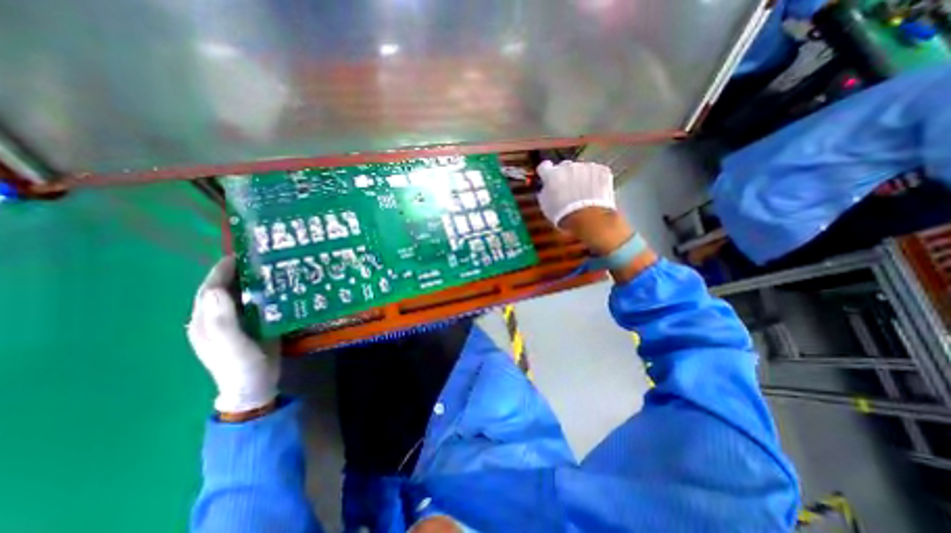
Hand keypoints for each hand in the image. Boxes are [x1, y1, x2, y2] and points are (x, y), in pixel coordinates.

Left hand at [185, 256, 277, 415]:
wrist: (255, 386)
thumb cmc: (242, 366)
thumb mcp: (232, 345)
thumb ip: (222, 321)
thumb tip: (214, 289)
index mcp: (205, 322)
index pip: (209, 289)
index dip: (221, 271)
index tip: (239, 254)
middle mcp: (216, 319)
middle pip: (222, 289)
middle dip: (236, 272)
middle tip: (260, 257)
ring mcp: (233, 323)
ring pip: (238, 296)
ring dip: (250, 280)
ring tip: (269, 267)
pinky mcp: (250, 325)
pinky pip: (252, 303)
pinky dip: (261, 292)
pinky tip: (276, 287)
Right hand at [534, 158, 616, 225]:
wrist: (589, 217)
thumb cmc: (563, 214)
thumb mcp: (546, 205)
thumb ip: (544, 192)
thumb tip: (546, 188)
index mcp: (551, 174)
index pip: (544, 166)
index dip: (546, 172)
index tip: (548, 178)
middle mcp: (568, 166)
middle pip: (564, 166)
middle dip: (565, 175)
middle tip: (568, 189)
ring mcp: (586, 166)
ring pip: (581, 169)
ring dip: (580, 177)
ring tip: (584, 193)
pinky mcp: (602, 170)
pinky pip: (596, 172)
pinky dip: (595, 180)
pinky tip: (595, 192)